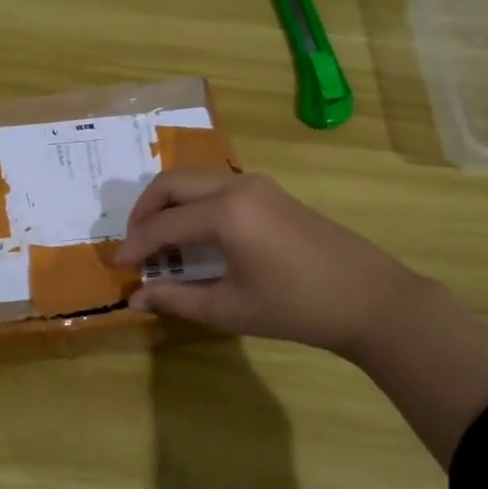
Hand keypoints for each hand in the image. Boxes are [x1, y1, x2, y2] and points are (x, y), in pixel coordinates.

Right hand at [114, 169, 415, 361]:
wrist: (370, 299)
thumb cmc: (297, 308)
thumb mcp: (230, 309)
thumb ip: (177, 299)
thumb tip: (135, 299)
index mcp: (226, 213)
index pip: (163, 224)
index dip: (135, 246)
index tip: (118, 267)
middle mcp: (237, 186)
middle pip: (172, 183)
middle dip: (144, 211)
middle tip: (134, 246)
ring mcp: (258, 184)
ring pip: (195, 179)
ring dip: (168, 203)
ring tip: (159, 241)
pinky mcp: (271, 192)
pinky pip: (217, 185)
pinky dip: (193, 202)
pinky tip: (193, 234)